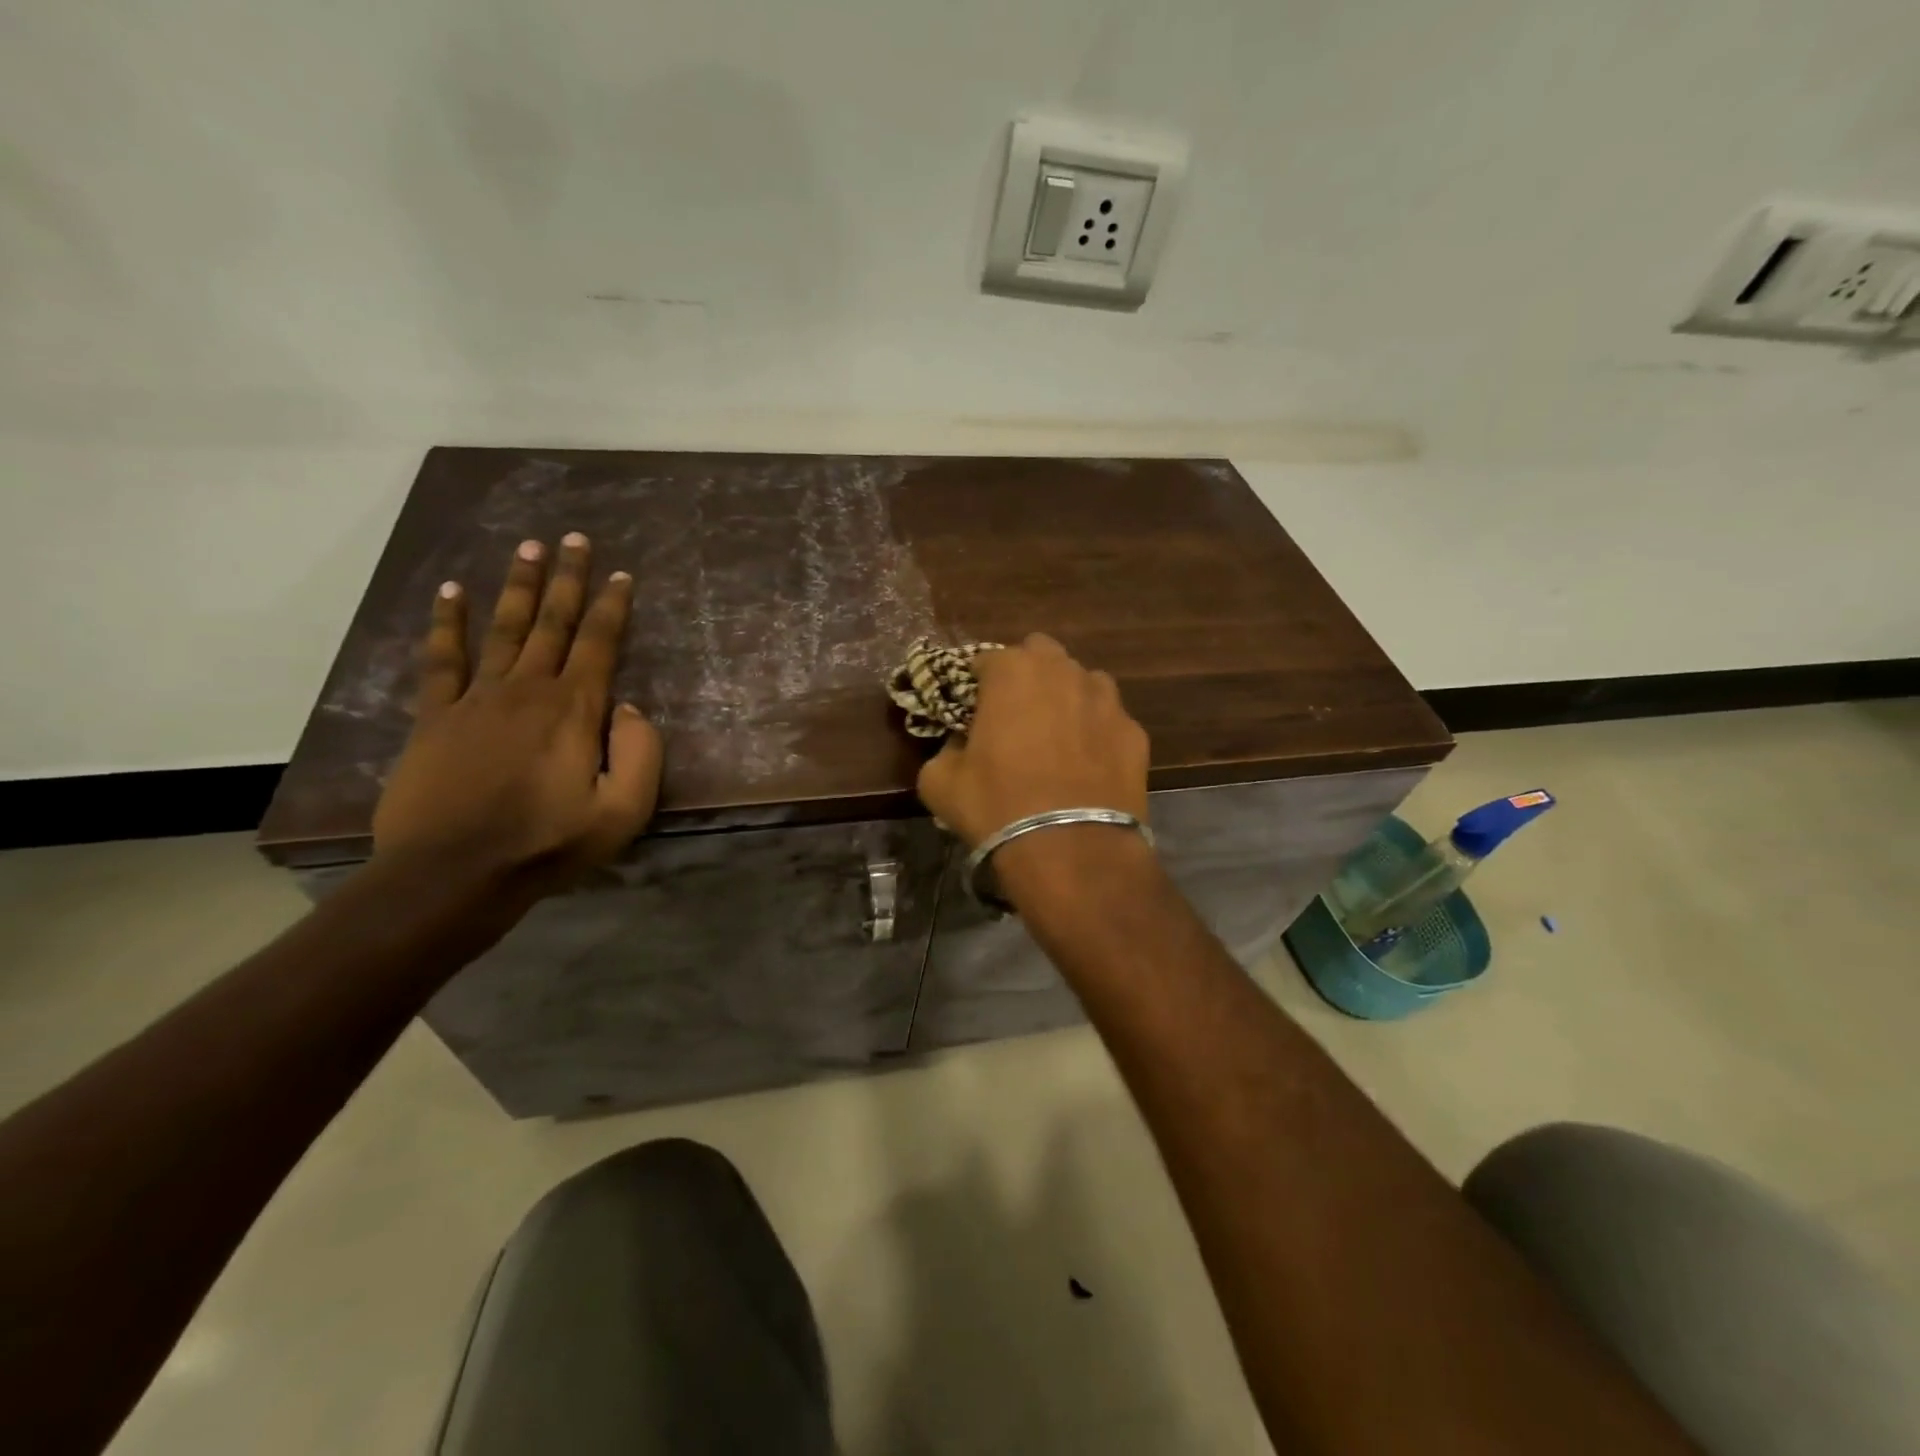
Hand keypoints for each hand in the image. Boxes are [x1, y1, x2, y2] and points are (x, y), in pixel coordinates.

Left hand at [371, 533, 662, 893]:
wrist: (452, 874)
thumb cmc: (547, 844)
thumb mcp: (623, 811)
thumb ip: (640, 754)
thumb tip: (631, 708)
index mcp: (575, 710)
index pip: (599, 644)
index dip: (612, 607)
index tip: (621, 574)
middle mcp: (528, 690)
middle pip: (552, 623)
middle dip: (567, 579)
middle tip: (573, 538)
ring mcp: (477, 699)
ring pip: (503, 629)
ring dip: (518, 587)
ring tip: (528, 548)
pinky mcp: (436, 717)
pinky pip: (442, 660)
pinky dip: (447, 624)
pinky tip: (452, 593)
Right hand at [916, 633, 1148, 848]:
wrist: (1070, 850)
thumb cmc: (997, 806)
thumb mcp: (939, 782)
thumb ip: (945, 749)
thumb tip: (960, 745)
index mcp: (1012, 672)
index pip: (987, 660)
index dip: (977, 684)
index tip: (973, 710)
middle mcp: (1063, 672)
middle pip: (1042, 654)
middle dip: (1028, 675)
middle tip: (1016, 714)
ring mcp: (1107, 700)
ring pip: (1084, 682)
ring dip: (1068, 698)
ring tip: (1058, 737)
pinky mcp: (1135, 733)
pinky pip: (1110, 721)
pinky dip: (1098, 733)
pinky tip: (1089, 765)